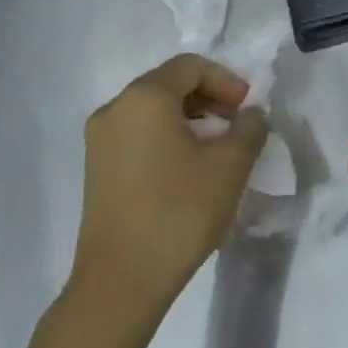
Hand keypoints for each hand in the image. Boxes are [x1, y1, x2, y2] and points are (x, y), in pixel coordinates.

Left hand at [73, 54, 267, 329]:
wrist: (121, 281)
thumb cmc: (179, 212)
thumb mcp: (230, 166)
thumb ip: (249, 128)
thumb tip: (250, 115)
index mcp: (144, 98)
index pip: (190, 66)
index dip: (226, 80)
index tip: (249, 108)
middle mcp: (115, 109)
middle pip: (169, 84)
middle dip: (210, 97)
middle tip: (239, 125)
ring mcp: (100, 140)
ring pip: (153, 110)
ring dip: (191, 118)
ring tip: (219, 148)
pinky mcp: (97, 168)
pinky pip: (138, 134)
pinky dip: (168, 136)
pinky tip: (190, 167)